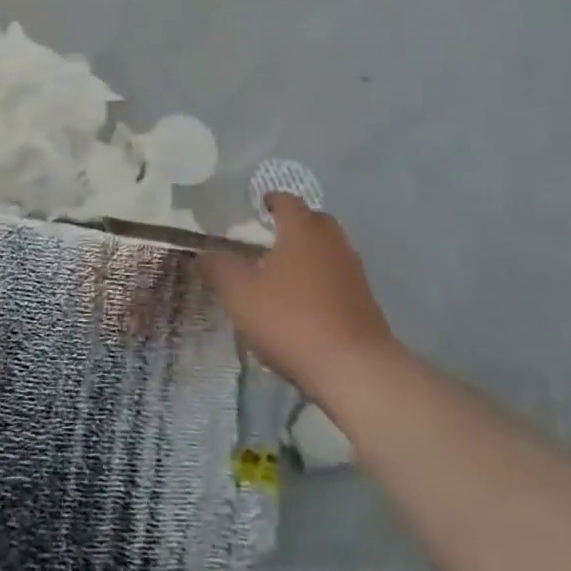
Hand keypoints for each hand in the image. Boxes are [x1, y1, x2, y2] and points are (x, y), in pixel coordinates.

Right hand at [202, 192, 397, 404]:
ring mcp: (354, 272)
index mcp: (302, 229)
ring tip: (286, 273)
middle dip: (294, 224)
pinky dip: (323, 281)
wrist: (355, 370)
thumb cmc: (291, 320)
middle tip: (271, 238)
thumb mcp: (240, 294)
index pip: (287, 201)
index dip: (270, 201)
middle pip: (313, 220)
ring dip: (310, 254)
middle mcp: (332, 242)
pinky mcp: (366, 302)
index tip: (257, 208)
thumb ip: (218, 268)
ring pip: (329, 250)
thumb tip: (204, 253)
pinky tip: (307, 304)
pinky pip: (339, 278)